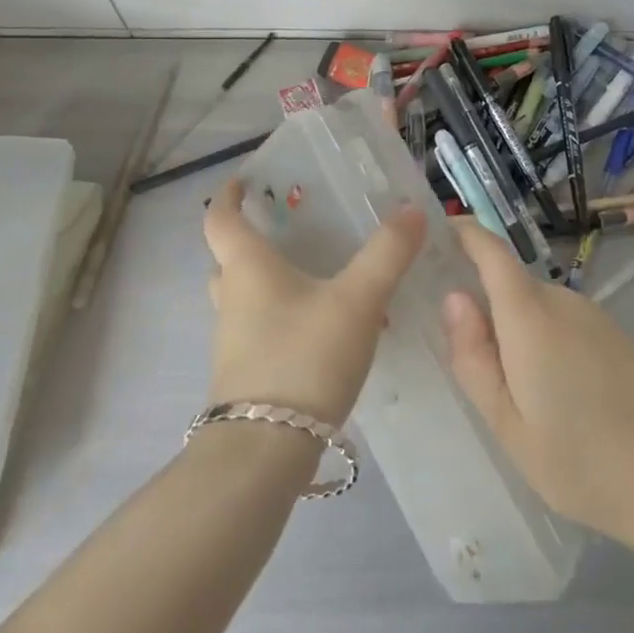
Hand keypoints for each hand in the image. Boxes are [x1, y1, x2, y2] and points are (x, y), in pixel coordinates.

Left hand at [202, 179, 425, 427]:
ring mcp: (233, 342)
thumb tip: (413, 210)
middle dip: (251, 240)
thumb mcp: (357, 300)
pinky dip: (281, 317)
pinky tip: (320, 327)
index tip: (243, 180)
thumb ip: (387, 254)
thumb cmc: (304, 358)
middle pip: (229, 259)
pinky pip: (259, 330)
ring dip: (267, 281)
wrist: (265, 452)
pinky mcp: (246, 376)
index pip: (220, 219)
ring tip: (311, 274)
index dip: (229, 196)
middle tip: (287, 227)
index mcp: (247, 268)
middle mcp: (231, 299)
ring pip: (243, 297)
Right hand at [441, 219, 633, 546]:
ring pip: (539, 308)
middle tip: (470, 361)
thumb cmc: (580, 461)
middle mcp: (563, 301)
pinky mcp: (617, 335)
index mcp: (530, 316)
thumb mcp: (508, 425)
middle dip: (487, 307)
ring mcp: (595, 316)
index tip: (440, 231)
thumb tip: (453, 298)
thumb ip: (473, 358)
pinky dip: (548, 342)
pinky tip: (560, 395)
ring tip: (518, 392)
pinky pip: (566, 324)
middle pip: (512, 286)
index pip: (491, 252)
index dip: (466, 233)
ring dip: (520, 332)